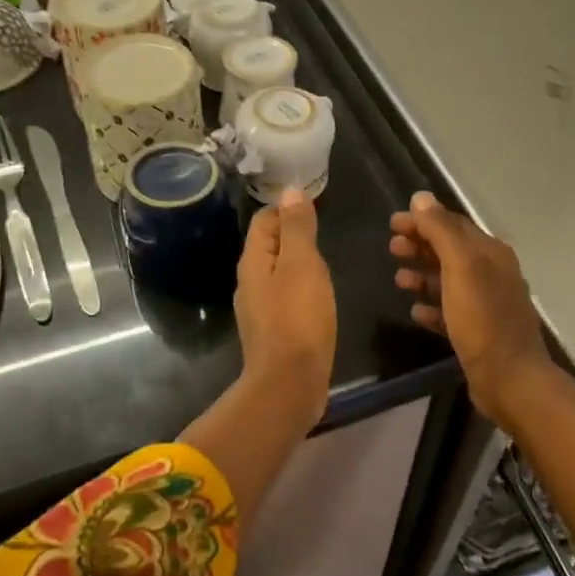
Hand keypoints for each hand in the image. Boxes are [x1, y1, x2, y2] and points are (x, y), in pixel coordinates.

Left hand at [235, 187, 336, 422]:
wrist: (289, 384)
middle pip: (269, 245)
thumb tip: (290, 191)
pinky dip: (301, 288)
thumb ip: (297, 228)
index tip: (315, 208)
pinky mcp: (274, 331)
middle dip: (293, 234)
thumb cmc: (298, 318)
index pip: (264, 220)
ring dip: (298, 263)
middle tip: (324, 232)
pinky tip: (318, 296)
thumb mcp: (302, 265)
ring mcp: (260, 309)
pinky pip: (286, 297)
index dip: (287, 209)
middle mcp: (249, 282)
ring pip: (278, 273)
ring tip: (325, 262)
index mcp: (252, 262)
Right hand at [390, 191, 553, 423]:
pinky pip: (450, 312)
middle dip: (420, 246)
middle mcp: (492, 273)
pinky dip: (432, 307)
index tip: (393, 223)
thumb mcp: (460, 265)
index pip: (453, 225)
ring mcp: (487, 304)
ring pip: (449, 281)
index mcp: (491, 253)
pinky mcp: (479, 332)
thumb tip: (421, 198)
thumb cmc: (482, 316)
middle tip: (391, 248)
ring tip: (398, 280)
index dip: (423, 220)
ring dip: (423, 275)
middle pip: (450, 251)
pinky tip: (415, 311)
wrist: (509, 377)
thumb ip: (440, 230)